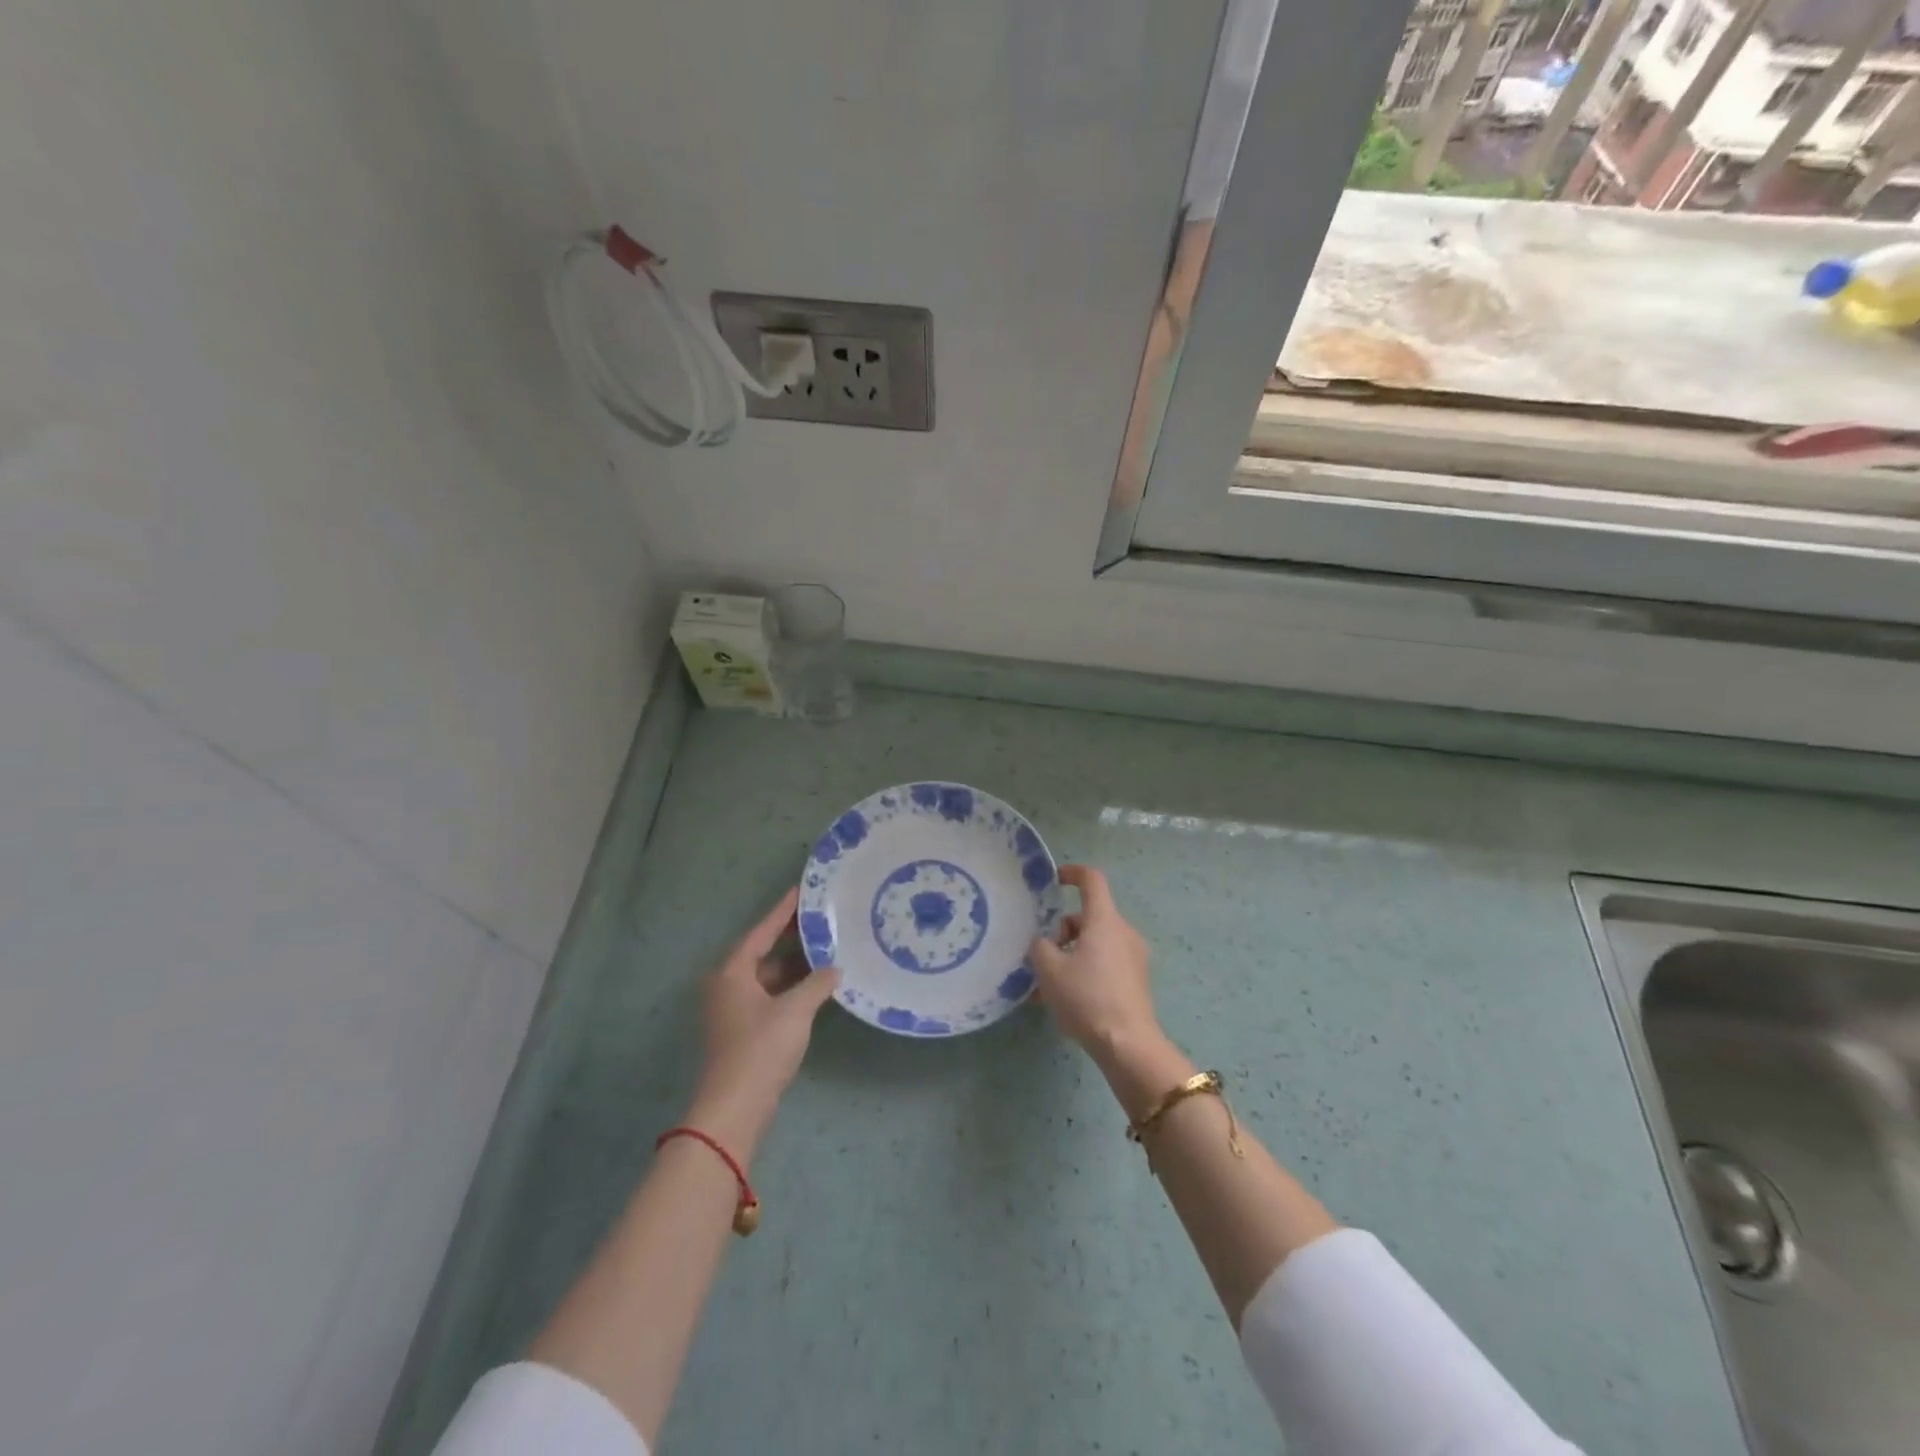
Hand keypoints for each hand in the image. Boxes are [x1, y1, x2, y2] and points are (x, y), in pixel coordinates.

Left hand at [688, 888, 839, 1159]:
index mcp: (732, 972)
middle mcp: (727, 985)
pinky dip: (789, 986)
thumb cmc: (761, 1048)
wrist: (735, 1107)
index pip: (762, 931)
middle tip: (820, 918)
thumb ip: (817, 984)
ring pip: (766, 975)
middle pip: (762, 951)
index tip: (802, 890)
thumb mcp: (795, 1010)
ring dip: (793, 964)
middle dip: (791, 936)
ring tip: (825, 947)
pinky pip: (769, 994)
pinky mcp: (742, 1029)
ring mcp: (733, 1009)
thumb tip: (835, 969)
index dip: (783, 910)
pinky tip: (814, 984)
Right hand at [1029, 866, 1193, 1122]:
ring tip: (1047, 986)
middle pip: (1089, 917)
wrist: (1128, 1045)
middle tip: (1042, 956)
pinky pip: (1105, 964)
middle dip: (1063, 931)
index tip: (1054, 880)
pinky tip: (1065, 1001)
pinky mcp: (1136, 981)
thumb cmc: (1087, 997)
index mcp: (1104, 920)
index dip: (1072, 873)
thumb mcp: (1049, 970)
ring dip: (1071, 955)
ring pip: (1096, 943)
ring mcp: (1134, 957)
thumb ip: (1040, 947)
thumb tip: (1043, 943)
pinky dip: (1085, 971)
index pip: (1092, 880)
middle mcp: (1123, 932)